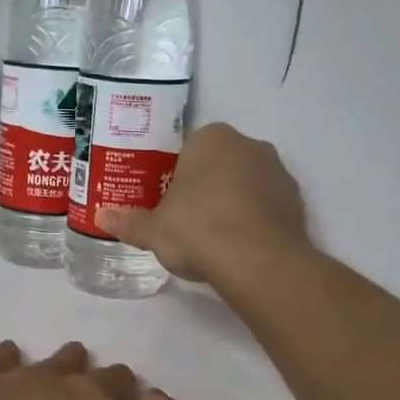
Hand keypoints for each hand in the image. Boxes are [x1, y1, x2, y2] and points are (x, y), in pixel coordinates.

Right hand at [99, 122, 309, 284]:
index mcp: (212, 139)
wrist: (258, 261)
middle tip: (188, 219)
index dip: (177, 176)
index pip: (189, 149)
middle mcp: (249, 145)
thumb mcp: (153, 230)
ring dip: (234, 202)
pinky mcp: (297, 201)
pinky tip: (240, 247)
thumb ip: (129, 222)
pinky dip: (255, 221)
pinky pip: (267, 206)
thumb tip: (102, 218)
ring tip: (215, 238)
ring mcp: (278, 172)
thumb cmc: (198, 229)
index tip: (170, 202)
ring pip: (247, 183)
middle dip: (207, 186)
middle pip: (221, 164)